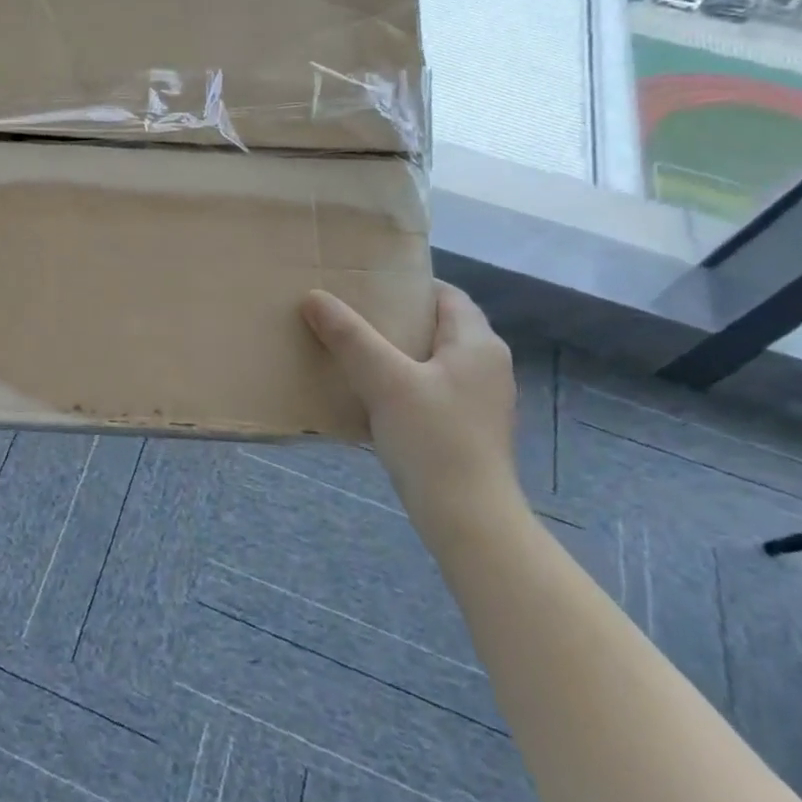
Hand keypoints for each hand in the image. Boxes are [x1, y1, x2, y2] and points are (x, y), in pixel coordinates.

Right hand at [301, 282, 526, 540]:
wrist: (467, 516)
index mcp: (477, 344)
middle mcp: (487, 366)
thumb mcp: (384, 380)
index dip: (407, 285)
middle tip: (349, 316)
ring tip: (352, 351)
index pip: (446, 295)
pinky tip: (371, 394)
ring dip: (396, 352)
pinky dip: (403, 383)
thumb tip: (315, 297)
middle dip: (395, 319)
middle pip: (438, 327)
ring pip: (433, 360)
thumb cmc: (432, 438)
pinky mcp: (467, 428)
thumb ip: (350, 336)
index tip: (364, 286)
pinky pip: (431, 389)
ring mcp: (480, 400)